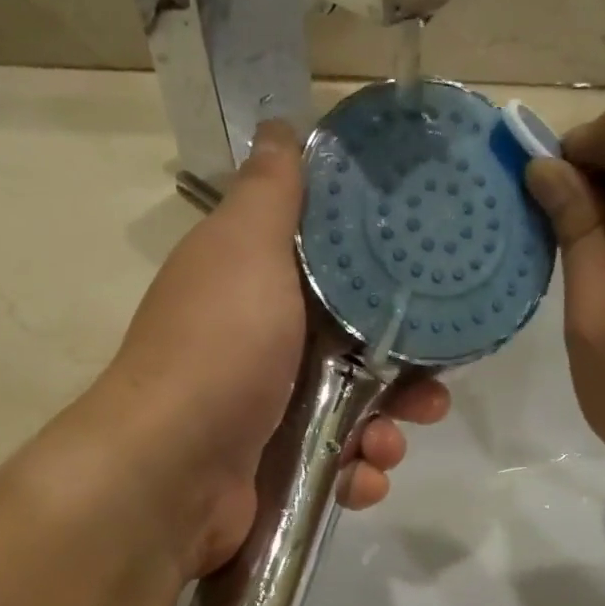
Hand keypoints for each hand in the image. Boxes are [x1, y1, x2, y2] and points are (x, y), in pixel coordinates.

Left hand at [93, 120, 449, 575]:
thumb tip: (282, 127)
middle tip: (431, 392)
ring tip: (387, 444)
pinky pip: (340, 467)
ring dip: (388, 431)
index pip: (341, 277)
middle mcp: (268, 347)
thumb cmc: (220, 349)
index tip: (432, 298)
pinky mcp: (279, 470)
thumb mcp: (245, 248)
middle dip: (406, 375)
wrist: (171, 469)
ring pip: (359, 415)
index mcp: (261, 288)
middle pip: (360, 353)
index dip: (389, 287)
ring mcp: (272, 413)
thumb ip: (272, 192)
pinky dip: (358, 475)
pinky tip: (361, 478)